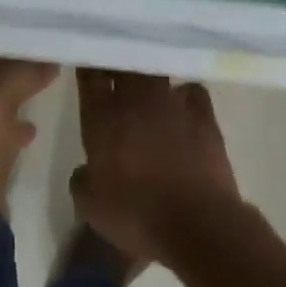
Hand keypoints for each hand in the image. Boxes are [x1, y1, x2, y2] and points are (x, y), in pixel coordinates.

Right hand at [71, 69, 244, 267]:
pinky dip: (185, 95)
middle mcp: (135, 98)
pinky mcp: (203, 114)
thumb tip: (85, 170)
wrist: (197, 223)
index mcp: (102, 115)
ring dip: (150, 77)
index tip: (89, 67)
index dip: (88, 66)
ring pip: (157, 72)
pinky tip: (183, 107)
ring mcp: (172, 102)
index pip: (90, 73)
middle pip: (124, 63)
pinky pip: (192, 91)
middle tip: (115, 73)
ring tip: (148, 89)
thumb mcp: (91, 206)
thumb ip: (82, 180)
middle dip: (119, 63)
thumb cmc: (136, 214)